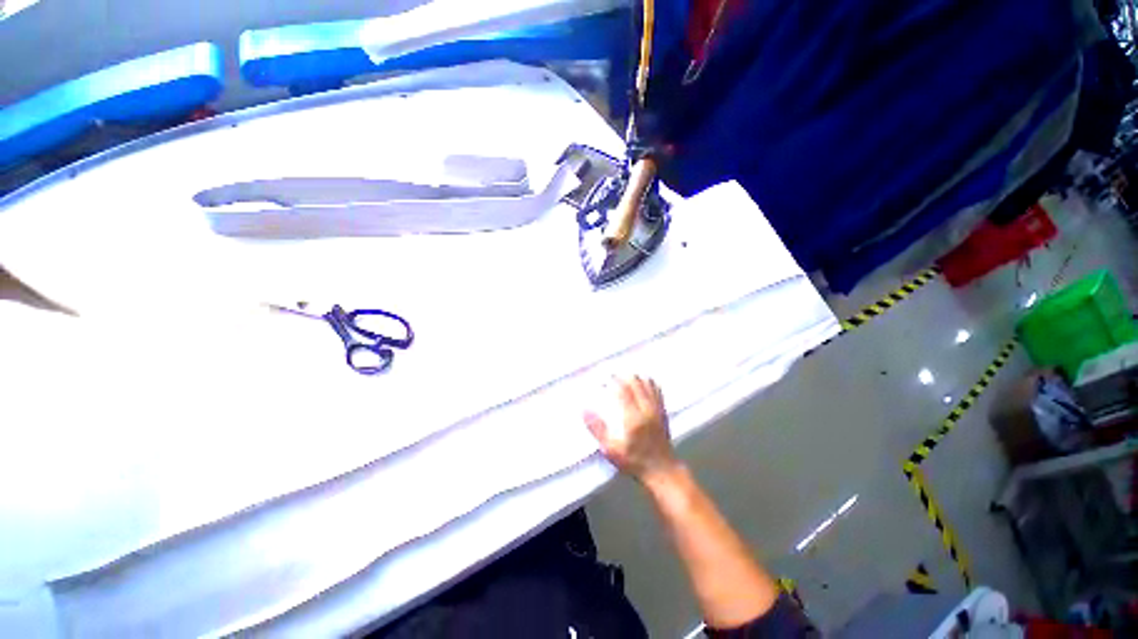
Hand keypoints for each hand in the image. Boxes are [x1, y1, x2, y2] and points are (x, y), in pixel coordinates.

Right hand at [584, 375, 678, 481]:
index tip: (602, 380)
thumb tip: (584, 410)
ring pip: (647, 383)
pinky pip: (656, 389)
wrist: (662, 470)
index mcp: (633, 418)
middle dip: (622, 375)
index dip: (612, 381)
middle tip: (611, 376)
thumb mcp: (611, 449)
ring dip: (634, 377)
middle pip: (635, 382)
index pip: (622, 390)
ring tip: (623, 376)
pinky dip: (647, 382)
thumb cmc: (634, 462)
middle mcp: (646, 410)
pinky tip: (641, 381)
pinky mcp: (663, 411)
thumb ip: (597, 429)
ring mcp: (657, 409)